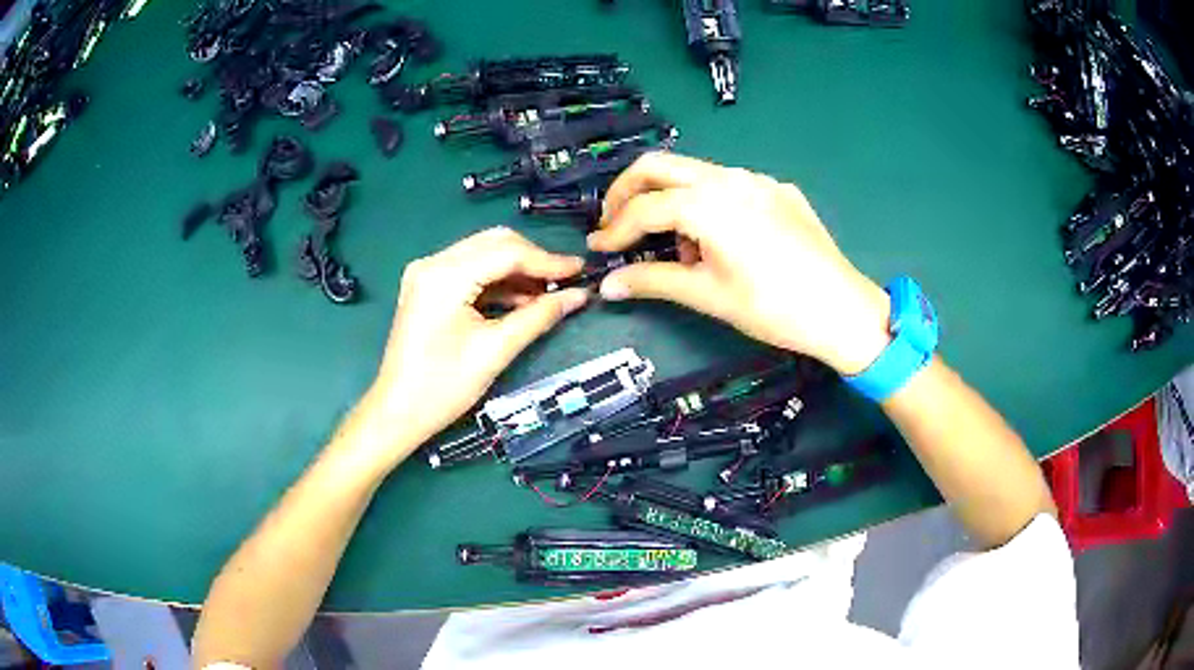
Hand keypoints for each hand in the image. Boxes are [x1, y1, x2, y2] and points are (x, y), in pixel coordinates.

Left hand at [335, 228, 587, 470]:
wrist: (398, 411)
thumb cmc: (443, 387)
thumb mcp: (495, 351)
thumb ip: (539, 316)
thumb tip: (579, 296)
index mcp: (445, 275)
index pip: (507, 252)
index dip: (548, 261)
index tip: (581, 271)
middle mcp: (433, 262)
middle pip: (495, 243)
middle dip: (533, 260)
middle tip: (566, 282)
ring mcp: (427, 272)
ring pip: (484, 254)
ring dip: (517, 270)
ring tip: (548, 295)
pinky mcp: (427, 285)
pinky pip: (470, 270)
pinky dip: (497, 281)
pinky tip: (521, 300)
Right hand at [589, 152, 891, 375]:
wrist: (842, 310)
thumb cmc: (772, 307)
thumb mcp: (707, 295)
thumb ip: (652, 281)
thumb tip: (607, 286)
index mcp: (707, 202)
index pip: (644, 208)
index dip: (614, 228)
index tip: (598, 248)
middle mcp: (730, 177)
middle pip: (660, 166)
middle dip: (629, 192)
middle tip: (615, 223)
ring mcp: (759, 179)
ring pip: (696, 173)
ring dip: (671, 199)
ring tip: (677, 246)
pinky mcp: (780, 190)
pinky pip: (730, 186)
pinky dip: (708, 203)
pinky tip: (721, 239)